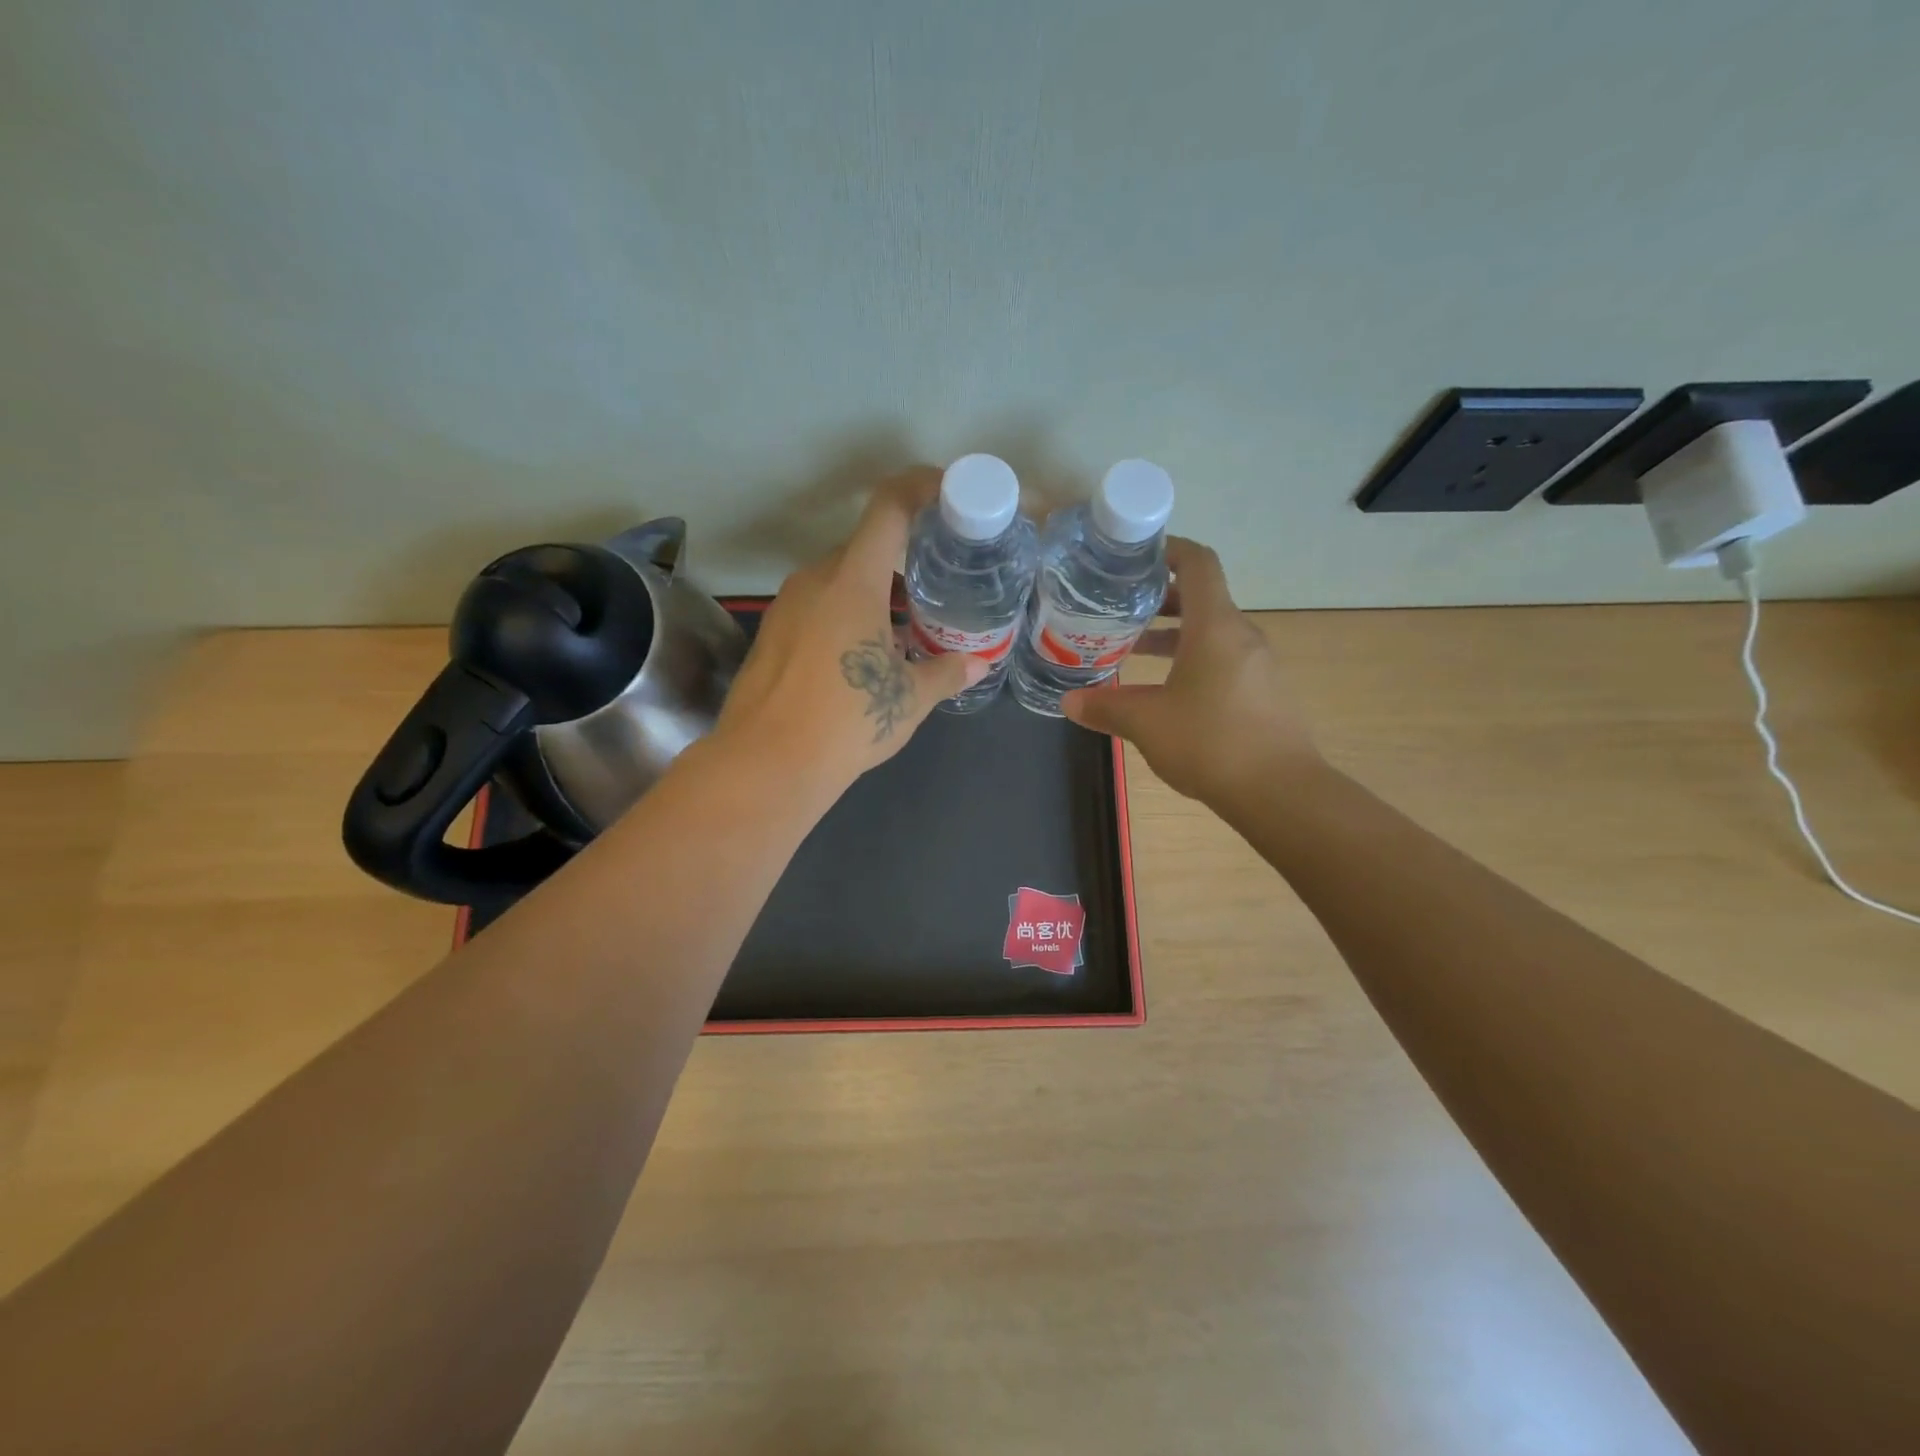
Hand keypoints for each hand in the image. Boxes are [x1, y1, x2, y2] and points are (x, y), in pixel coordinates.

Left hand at [711, 468, 988, 795]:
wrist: (766, 764)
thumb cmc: (847, 722)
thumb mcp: (908, 699)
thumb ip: (946, 673)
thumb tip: (977, 665)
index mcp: (853, 580)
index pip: (888, 508)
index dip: (920, 487)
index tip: (948, 492)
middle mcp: (814, 580)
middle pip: (865, 548)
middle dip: (904, 563)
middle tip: (937, 589)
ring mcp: (787, 606)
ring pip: (840, 580)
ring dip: (875, 594)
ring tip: (905, 631)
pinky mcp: (771, 633)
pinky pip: (818, 606)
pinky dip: (846, 615)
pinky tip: (863, 657)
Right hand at [1061, 538, 1318, 803]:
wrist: (1280, 792)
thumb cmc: (1211, 742)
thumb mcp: (1147, 723)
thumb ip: (1105, 707)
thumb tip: (1068, 703)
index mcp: (1215, 626)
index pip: (1198, 563)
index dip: (1170, 549)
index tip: (1136, 556)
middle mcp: (1240, 635)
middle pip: (1202, 597)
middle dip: (1160, 596)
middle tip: (1120, 605)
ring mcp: (1256, 664)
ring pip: (1211, 631)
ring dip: (1174, 632)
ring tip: (1133, 645)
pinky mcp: (1262, 691)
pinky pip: (1222, 658)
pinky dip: (1191, 658)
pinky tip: (1165, 688)